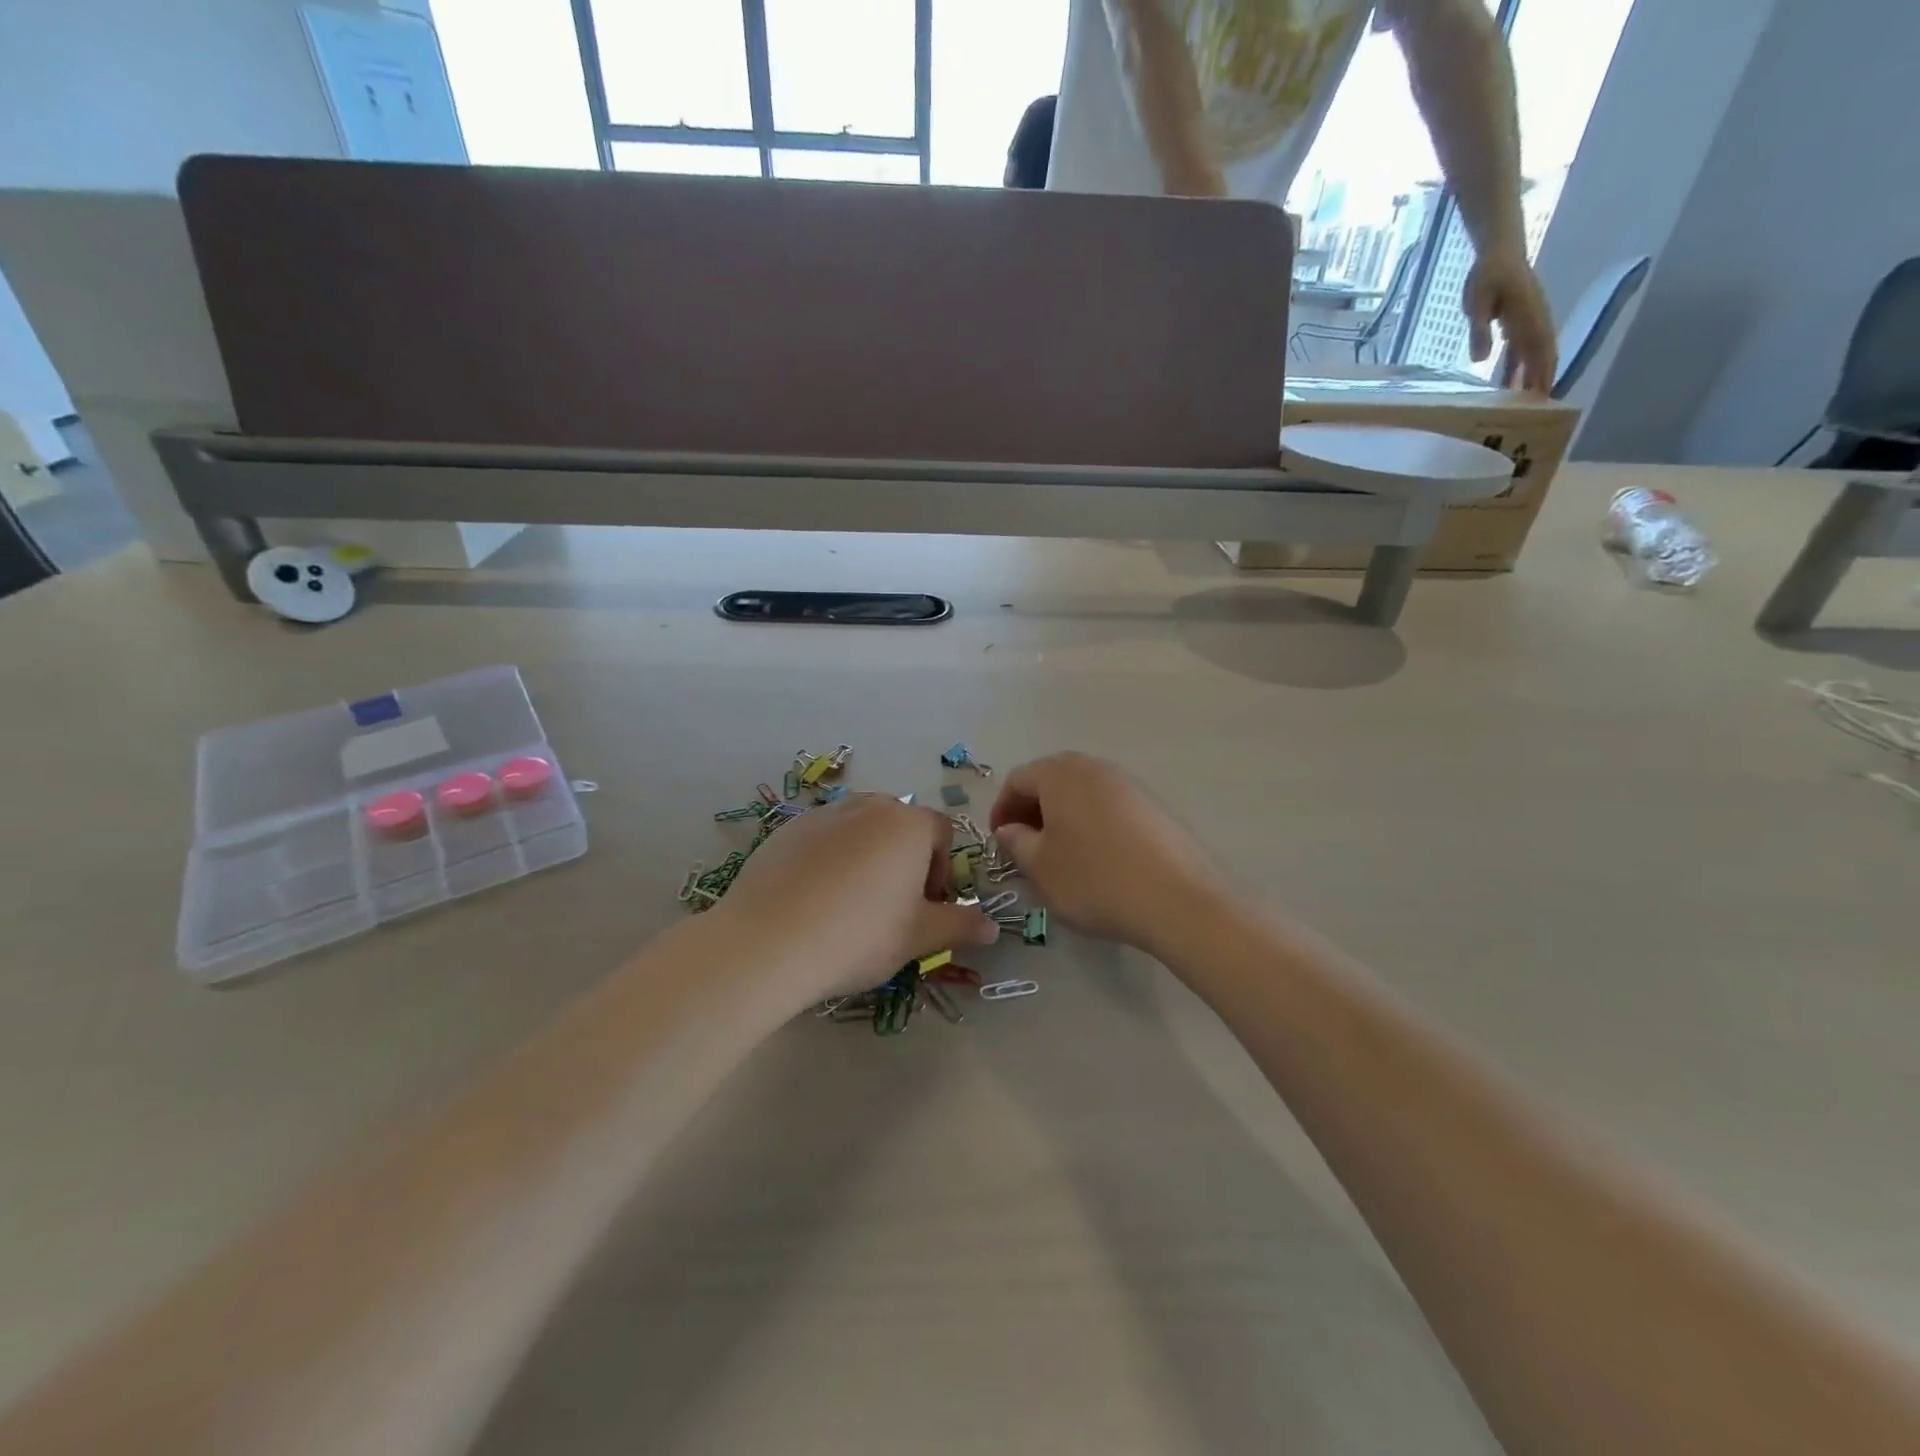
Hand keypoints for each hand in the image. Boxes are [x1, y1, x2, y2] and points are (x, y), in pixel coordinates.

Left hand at [715, 795, 997, 1004]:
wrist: (769, 942)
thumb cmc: (860, 936)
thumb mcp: (919, 937)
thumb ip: (960, 925)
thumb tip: (991, 927)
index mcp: (908, 824)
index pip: (942, 832)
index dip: (943, 869)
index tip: (927, 907)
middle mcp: (868, 806)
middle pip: (900, 826)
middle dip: (906, 860)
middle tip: (893, 907)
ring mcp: (823, 814)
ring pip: (859, 830)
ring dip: (867, 857)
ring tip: (851, 905)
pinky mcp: (785, 830)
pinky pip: (822, 839)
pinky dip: (828, 861)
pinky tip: (814, 902)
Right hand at [987, 753, 1224, 954]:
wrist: (1178, 900)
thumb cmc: (1095, 880)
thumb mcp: (1040, 867)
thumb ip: (1016, 842)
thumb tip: (1010, 829)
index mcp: (1060, 774)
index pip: (1018, 779)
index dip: (1002, 808)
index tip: (999, 840)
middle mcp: (1095, 767)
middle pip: (1052, 778)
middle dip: (1032, 808)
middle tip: (1025, 844)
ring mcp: (1129, 784)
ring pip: (1082, 791)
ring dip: (1063, 815)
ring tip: (1060, 853)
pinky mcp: (1154, 805)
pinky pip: (1110, 805)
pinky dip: (1092, 822)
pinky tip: (1097, 857)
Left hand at [1463, 250, 1556, 394]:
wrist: (1499, 252)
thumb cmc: (1487, 275)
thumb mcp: (1477, 302)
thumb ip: (1480, 329)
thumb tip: (1481, 360)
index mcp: (1528, 316)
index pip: (1539, 350)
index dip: (1542, 373)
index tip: (1541, 396)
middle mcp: (1535, 319)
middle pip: (1542, 355)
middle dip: (1541, 380)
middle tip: (1535, 408)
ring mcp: (1529, 321)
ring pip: (1533, 354)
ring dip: (1529, 376)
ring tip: (1522, 402)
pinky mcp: (1519, 322)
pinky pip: (1521, 349)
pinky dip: (1518, 367)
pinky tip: (1508, 384)